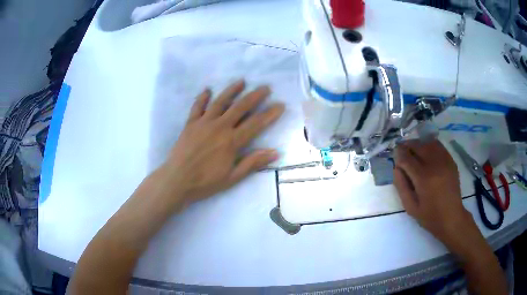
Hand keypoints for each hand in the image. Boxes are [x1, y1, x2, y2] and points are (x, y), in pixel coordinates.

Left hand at [159, 80, 283, 207]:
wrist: (177, 180)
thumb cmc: (206, 182)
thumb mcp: (232, 177)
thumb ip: (253, 163)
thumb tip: (275, 152)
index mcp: (232, 141)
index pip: (256, 123)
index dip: (270, 114)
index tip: (280, 105)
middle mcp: (220, 127)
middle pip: (240, 107)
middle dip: (255, 96)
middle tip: (265, 87)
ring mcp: (203, 123)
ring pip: (220, 102)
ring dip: (231, 90)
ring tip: (241, 81)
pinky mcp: (190, 124)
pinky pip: (197, 107)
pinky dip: (202, 98)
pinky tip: (207, 90)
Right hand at [393, 139, 473, 244]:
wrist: (451, 217)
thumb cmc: (429, 216)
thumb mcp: (410, 207)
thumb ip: (401, 186)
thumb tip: (396, 168)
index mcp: (423, 178)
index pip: (406, 158)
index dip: (398, 154)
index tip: (394, 154)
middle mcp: (435, 165)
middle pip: (418, 146)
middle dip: (407, 146)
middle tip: (402, 150)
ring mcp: (445, 161)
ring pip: (428, 143)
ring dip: (418, 144)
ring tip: (413, 150)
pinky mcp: (451, 161)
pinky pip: (438, 146)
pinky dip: (429, 145)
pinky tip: (426, 152)